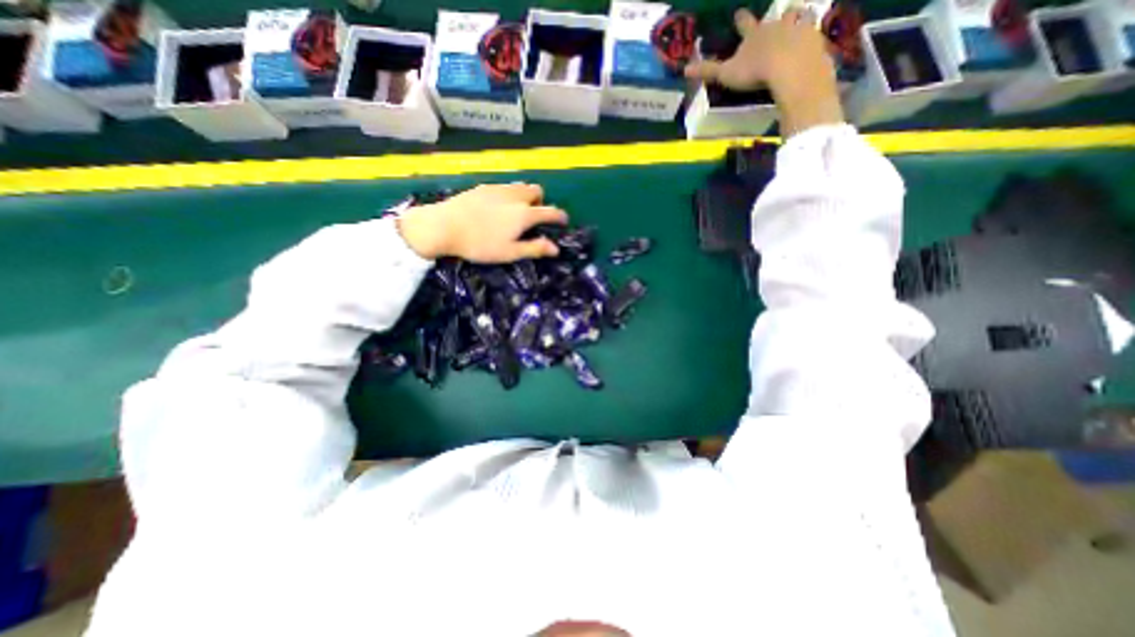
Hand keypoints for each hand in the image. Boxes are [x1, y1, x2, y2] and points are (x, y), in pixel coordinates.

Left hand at [397, 181, 567, 261]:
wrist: (444, 226)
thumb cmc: (480, 244)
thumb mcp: (510, 252)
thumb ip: (534, 248)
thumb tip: (556, 249)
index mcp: (524, 214)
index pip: (550, 211)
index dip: (560, 216)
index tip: (563, 221)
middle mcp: (515, 196)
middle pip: (536, 191)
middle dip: (540, 202)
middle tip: (534, 217)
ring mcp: (498, 189)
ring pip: (520, 186)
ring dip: (525, 196)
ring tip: (516, 211)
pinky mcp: (482, 187)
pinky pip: (504, 187)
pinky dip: (509, 195)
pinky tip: (497, 207)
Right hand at [682, 8, 841, 136]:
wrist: (789, 67)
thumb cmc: (754, 70)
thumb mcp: (726, 74)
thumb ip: (708, 71)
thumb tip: (684, 69)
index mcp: (754, 34)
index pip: (745, 25)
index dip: (741, 20)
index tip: (739, 13)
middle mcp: (776, 25)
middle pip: (777, 17)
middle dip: (777, 17)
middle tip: (781, 16)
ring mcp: (798, 29)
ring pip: (799, 19)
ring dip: (798, 20)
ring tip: (799, 20)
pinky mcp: (814, 39)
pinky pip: (814, 34)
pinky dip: (812, 37)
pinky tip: (813, 42)